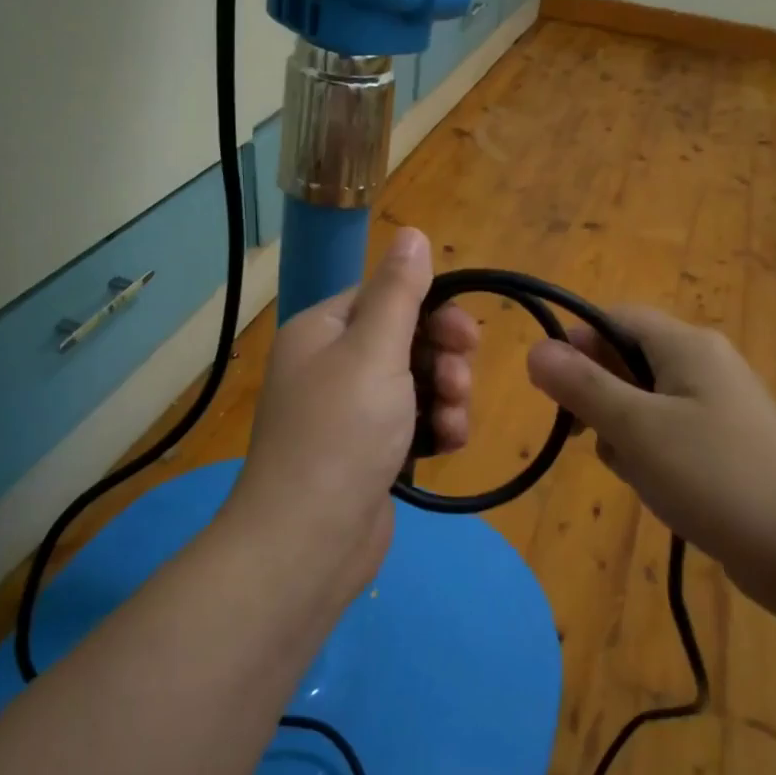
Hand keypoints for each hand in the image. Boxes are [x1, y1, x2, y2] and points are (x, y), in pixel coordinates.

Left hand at [230, 228, 478, 594]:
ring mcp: (350, 412)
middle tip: (459, 381)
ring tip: (451, 421)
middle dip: (443, 358)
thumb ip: (399, 292)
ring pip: (417, 382)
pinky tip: (449, 444)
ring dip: (446, 396)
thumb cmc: (342, 433)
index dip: (432, 311)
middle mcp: (332, 365)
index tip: (465, 335)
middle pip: (407, 339)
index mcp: (323, 331)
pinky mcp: (370, 452)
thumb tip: (412, 233)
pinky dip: (436, 428)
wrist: (310, 541)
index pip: (385, 297)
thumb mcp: (374, 351)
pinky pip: (414, 422)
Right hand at [526, 307, 775, 594]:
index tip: (554, 389)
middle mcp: (708, 363)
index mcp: (688, 345)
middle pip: (629, 358)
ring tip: (632, 469)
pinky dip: (650, 451)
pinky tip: (655, 484)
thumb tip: (535, 348)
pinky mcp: (729, 442)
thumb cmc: (713, 477)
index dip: (577, 344)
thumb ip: (582, 386)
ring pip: (646, 399)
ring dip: (623, 429)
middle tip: (591, 437)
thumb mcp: (636, 429)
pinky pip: (670, 430)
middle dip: (599, 395)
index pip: (615, 318)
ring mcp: (722, 404)